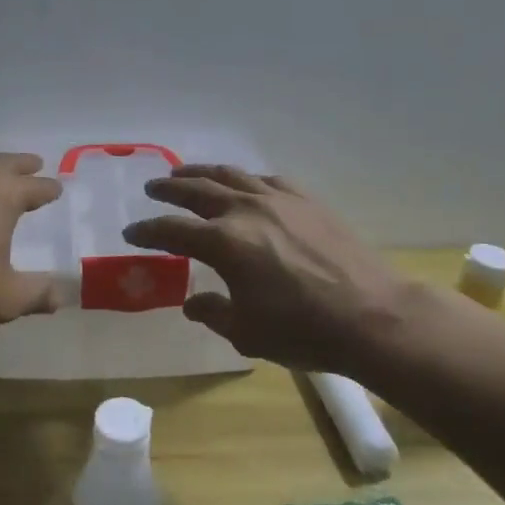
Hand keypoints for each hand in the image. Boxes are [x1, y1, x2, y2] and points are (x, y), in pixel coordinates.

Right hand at [123, 165, 412, 373]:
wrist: (373, 315)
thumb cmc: (303, 330)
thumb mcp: (246, 333)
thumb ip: (213, 313)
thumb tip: (193, 304)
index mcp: (224, 243)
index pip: (172, 230)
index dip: (147, 231)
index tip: (131, 232)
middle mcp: (246, 211)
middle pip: (197, 190)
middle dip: (169, 188)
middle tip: (152, 188)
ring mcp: (279, 200)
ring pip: (231, 175)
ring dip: (202, 172)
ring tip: (185, 172)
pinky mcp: (307, 201)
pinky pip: (267, 180)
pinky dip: (246, 179)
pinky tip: (244, 183)